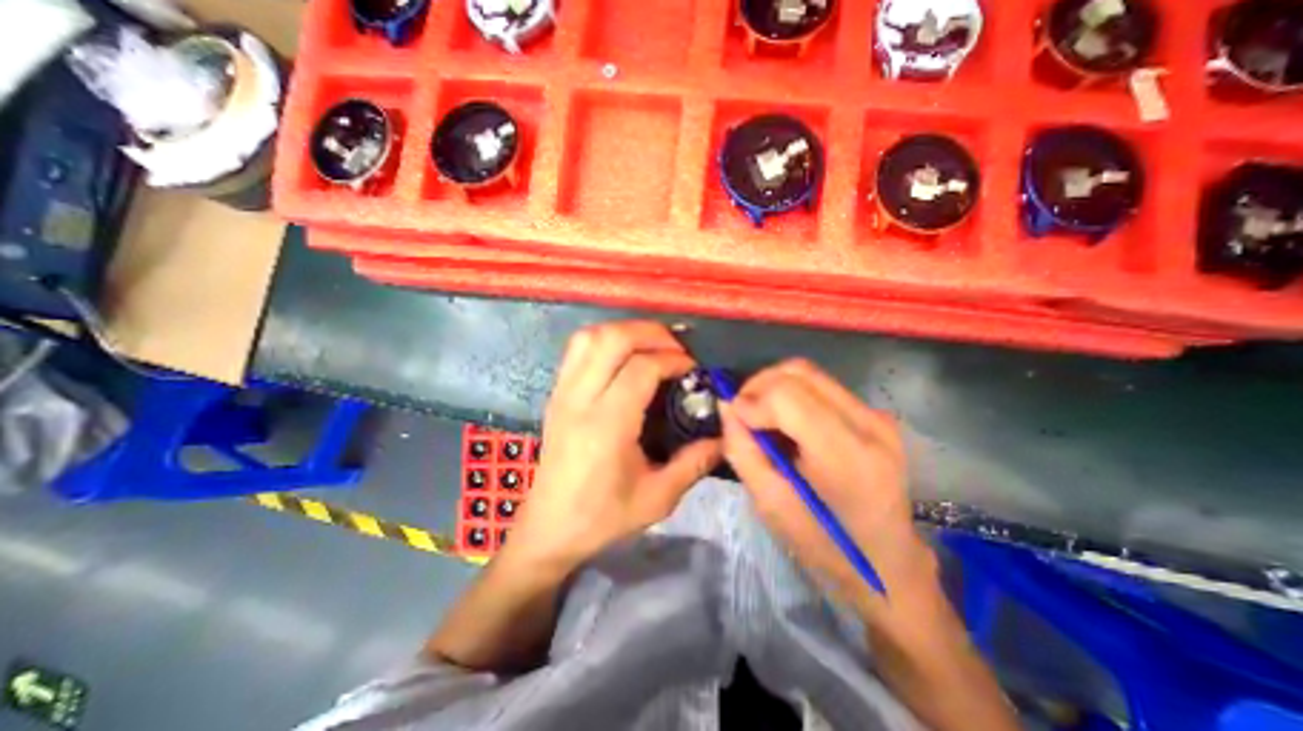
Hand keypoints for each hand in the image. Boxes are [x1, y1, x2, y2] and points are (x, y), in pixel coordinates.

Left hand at [508, 322, 723, 573]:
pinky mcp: (556, 393)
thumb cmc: (602, 517)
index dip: (673, 359)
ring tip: (652, 345)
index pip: (641, 367)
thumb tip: (724, 435)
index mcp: (606, 425)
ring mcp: (562, 392)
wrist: (549, 528)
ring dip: (625, 330)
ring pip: (590, 336)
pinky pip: (578, 348)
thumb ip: (694, 463)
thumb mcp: (657, 498)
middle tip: (677, 348)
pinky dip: (605, 339)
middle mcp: (580, 399)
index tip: (693, 369)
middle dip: (651, 333)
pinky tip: (624, 355)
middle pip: (612, 338)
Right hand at [716, 360, 942, 623]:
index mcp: (844, 454)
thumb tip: (727, 406)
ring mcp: (877, 416)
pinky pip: (822, 387)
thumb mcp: (771, 505)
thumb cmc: (825, 546)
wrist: (889, 565)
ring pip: (809, 374)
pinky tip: (787, 423)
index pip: (787, 394)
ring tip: (762, 418)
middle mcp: (868, 423)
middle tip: (743, 413)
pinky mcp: (876, 416)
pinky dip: (793, 395)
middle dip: (759, 385)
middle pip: (798, 372)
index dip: (751, 398)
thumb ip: (743, 451)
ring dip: (775, 388)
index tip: (735, 419)